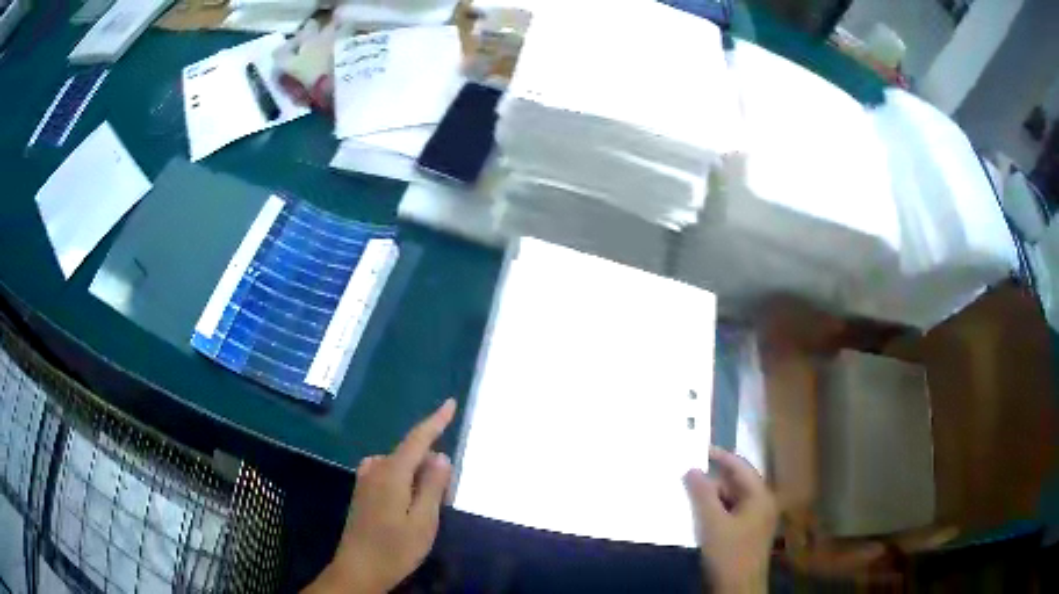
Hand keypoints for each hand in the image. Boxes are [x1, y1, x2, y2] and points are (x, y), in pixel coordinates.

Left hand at [306, 399, 456, 593]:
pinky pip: (389, 474)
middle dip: (430, 463)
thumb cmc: (394, 549)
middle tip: (446, 495)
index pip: (417, 439)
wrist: (358, 570)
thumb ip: (433, 487)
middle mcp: (375, 470)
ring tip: (430, 504)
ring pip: (399, 465)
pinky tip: (409, 503)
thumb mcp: (423, 522)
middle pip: (409, 453)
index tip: (450, 402)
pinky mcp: (362, 493)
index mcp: (391, 474)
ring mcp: (365, 481)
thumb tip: (441, 456)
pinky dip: (405, 480)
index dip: (435, 421)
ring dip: (417, 474)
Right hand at [684, 447, 777, 593]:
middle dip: (711, 481)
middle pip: (735, 485)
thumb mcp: (712, 523)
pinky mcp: (745, 536)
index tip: (698, 449)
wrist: (738, 590)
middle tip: (685, 477)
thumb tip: (691, 469)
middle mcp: (761, 505)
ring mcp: (754, 522)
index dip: (720, 456)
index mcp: (760, 497)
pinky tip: (697, 518)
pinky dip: (714, 513)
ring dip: (711, 499)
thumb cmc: (729, 554)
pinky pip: (729, 516)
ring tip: (687, 498)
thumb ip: (702, 494)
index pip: (740, 467)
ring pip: (730, 501)